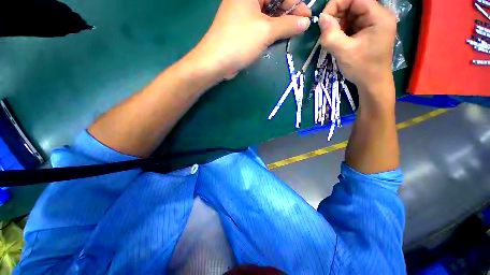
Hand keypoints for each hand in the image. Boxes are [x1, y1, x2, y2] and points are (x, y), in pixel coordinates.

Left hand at [188, 0, 311, 79]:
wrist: (216, 62)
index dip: (294, 2)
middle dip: (289, 12)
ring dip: (281, 22)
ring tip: (293, 32)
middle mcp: (246, 0)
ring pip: (268, 14)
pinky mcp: (242, 28)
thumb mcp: (266, 31)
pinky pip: (261, 25)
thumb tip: (305, 22)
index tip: (306, 16)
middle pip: (273, 1)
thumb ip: (287, 25)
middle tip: (302, 25)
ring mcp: (243, 14)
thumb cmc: (239, 42)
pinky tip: (280, 35)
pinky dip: (271, 30)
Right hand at [318, 0, 395, 96]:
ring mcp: (373, 23)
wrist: (372, 82)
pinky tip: (338, 40)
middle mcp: (378, 15)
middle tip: (326, 32)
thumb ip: (331, 35)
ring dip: (338, 24)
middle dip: (337, 16)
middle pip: (353, 5)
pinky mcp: (368, 31)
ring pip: (351, 14)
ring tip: (332, 39)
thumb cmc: (362, 68)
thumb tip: (321, 18)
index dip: (337, 4)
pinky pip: (352, 24)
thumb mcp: (344, 52)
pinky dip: (342, 30)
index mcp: (378, 16)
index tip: (323, 19)